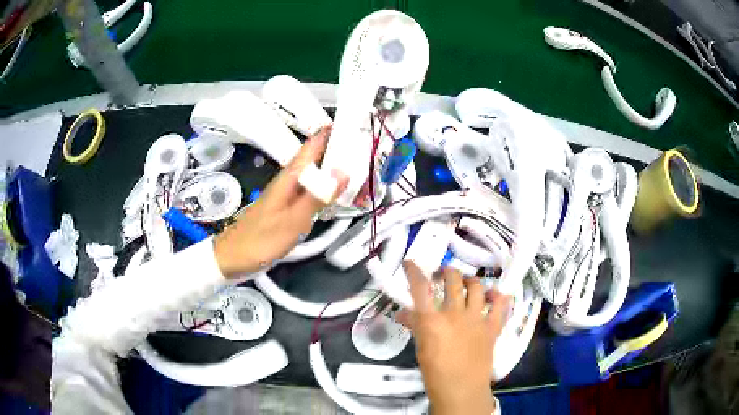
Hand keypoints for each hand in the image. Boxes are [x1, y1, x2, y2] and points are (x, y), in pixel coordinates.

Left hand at [214, 126, 347, 276]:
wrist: (233, 257)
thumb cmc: (261, 239)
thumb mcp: (293, 220)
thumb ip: (317, 196)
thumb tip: (343, 170)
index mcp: (289, 177)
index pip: (312, 146)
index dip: (331, 133)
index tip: (354, 123)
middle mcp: (289, 181)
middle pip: (316, 158)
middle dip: (338, 150)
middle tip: (366, 147)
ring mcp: (287, 195)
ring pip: (314, 174)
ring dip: (334, 168)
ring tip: (358, 167)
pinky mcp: (286, 207)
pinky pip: (311, 190)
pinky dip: (326, 188)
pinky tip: (336, 194)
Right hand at [399, 261, 510, 414]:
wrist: (461, 390)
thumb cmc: (435, 372)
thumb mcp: (421, 348)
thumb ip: (414, 326)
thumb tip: (404, 313)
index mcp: (432, 320)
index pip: (420, 287)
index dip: (414, 271)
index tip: (411, 263)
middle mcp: (455, 314)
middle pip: (453, 279)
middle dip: (447, 271)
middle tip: (443, 274)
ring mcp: (477, 319)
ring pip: (477, 287)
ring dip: (470, 280)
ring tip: (466, 282)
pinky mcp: (493, 327)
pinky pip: (501, 305)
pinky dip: (498, 297)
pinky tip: (494, 295)